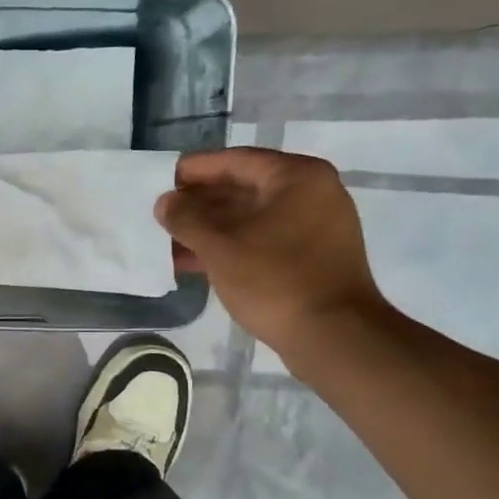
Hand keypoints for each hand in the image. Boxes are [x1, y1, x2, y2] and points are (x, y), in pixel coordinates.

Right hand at [155, 148, 388, 363]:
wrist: (334, 337)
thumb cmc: (275, 281)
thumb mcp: (220, 248)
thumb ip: (187, 220)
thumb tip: (165, 203)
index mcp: (297, 178)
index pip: (236, 161)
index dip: (196, 169)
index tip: (163, 180)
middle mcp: (312, 194)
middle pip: (245, 188)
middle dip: (201, 203)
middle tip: (164, 213)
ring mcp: (316, 227)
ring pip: (253, 218)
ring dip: (212, 229)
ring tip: (172, 241)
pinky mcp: (313, 258)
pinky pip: (264, 241)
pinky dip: (233, 247)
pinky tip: (198, 262)